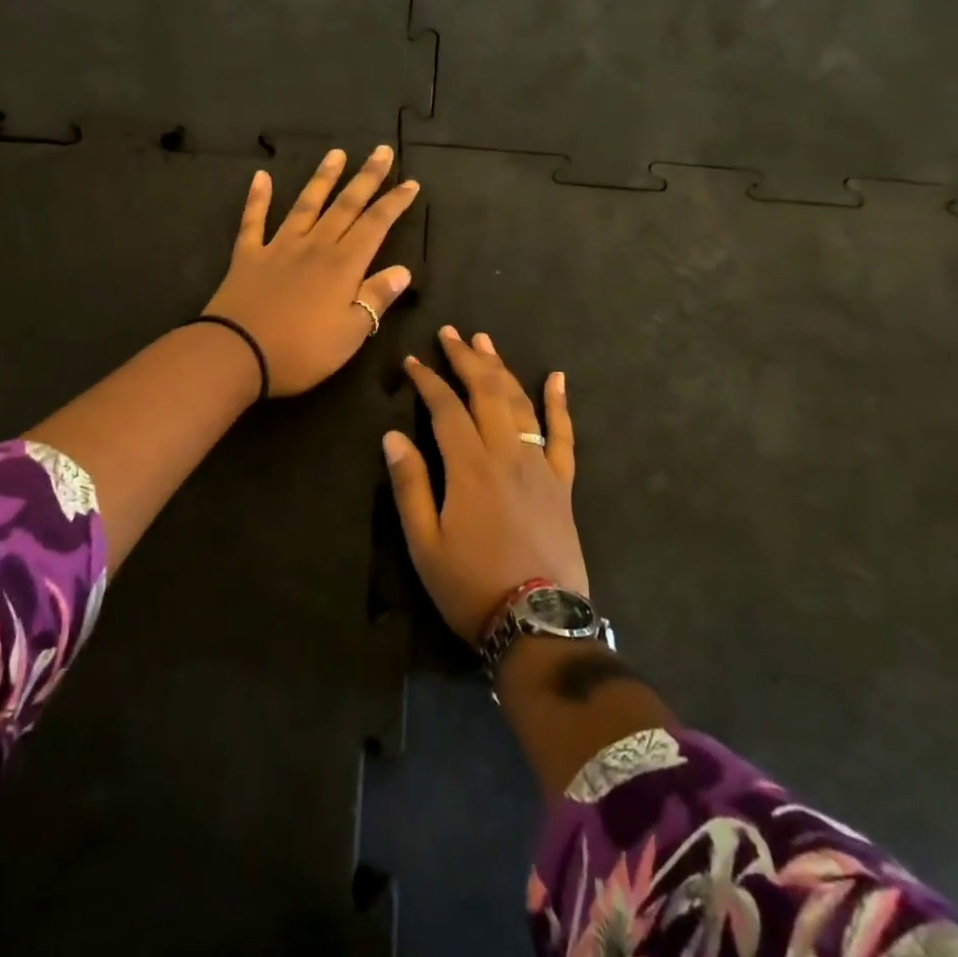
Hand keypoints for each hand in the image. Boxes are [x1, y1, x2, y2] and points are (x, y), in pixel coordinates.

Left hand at [203, 146, 419, 396]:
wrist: (237, 353)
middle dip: (366, 177)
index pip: (375, 225)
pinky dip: (258, 198)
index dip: (394, 203)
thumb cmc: (302, 351)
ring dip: (322, 178)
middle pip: (345, 206)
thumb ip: (376, 298)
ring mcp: (278, 247)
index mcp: (343, 265)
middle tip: (381, 151)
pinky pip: (253, 221)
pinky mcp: (247, 256)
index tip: (410, 182)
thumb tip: (403, 270)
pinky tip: (261, 177)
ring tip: (336, 153)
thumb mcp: (351, 333)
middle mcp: (314, 246)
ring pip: (305, 204)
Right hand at [383, 327, 586, 642]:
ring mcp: (539, 466)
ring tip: (485, 343)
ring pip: (520, 404)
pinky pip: (564, 435)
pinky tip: (556, 378)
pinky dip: (560, 404)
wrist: (537, 622)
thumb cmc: (470, 585)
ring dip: (502, 370)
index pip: (445, 408)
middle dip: (466, 359)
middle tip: (450, 334)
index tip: (412, 361)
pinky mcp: (562, 483)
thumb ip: (410, 485)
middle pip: (486, 393)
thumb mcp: (424, 543)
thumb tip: (393, 436)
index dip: (427, 380)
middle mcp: (507, 454)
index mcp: (469, 467)